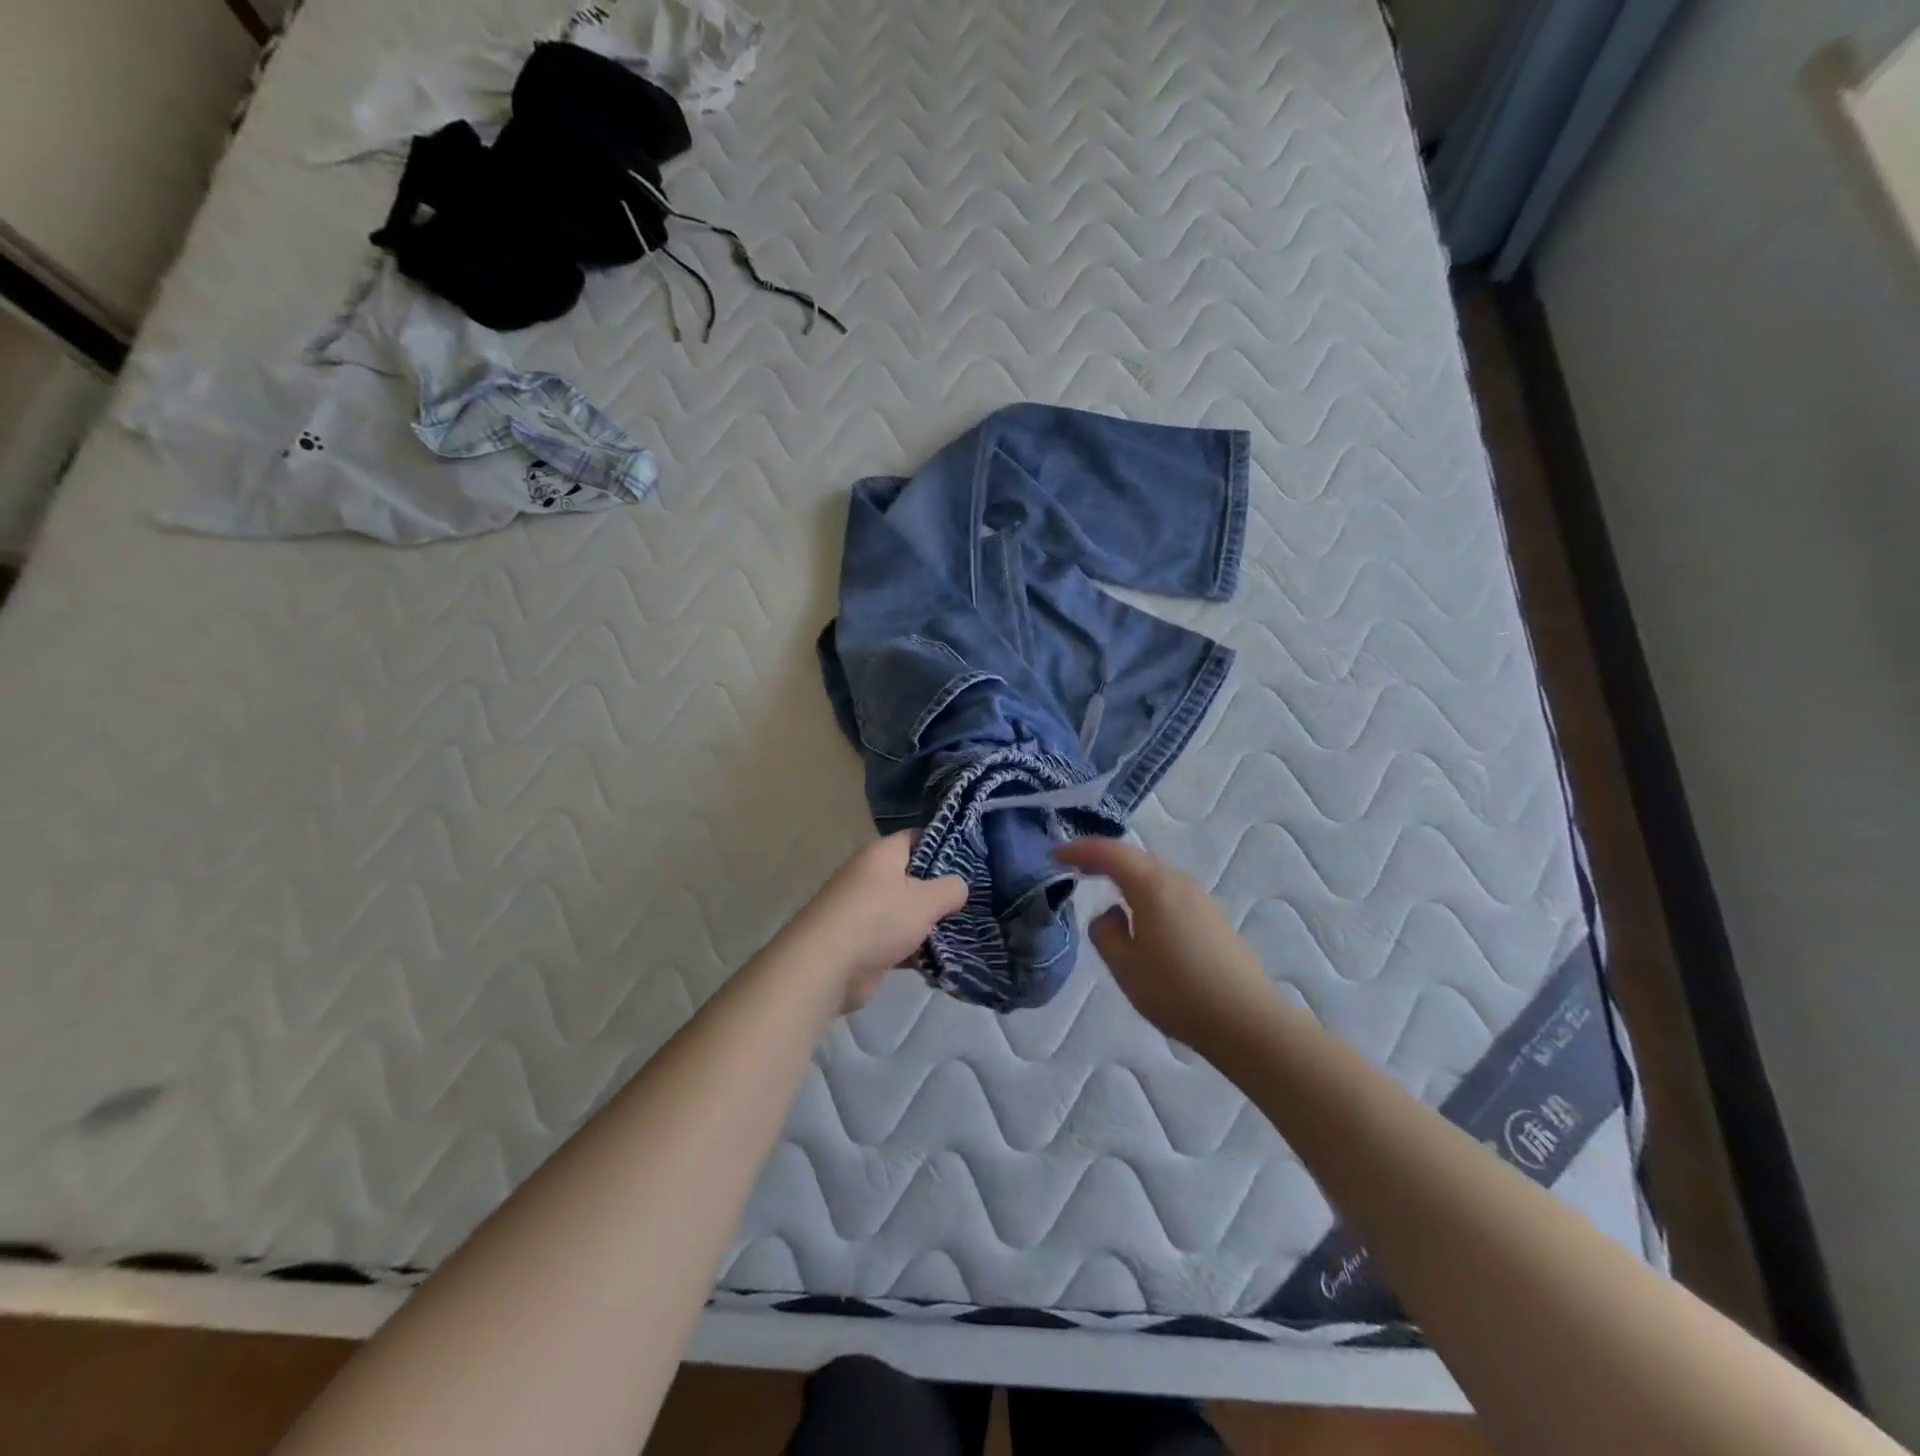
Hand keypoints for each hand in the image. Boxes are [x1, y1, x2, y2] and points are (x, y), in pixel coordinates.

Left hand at [785, 832, 967, 1012]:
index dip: (944, 846)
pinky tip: (942, 960)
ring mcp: (863, 912)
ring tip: (964, 932)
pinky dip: (914, 950)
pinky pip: (896, 941)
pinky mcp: (862, 944)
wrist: (827, 966)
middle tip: (971, 902)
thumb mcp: (926, 899)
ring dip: (929, 925)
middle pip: (912, 878)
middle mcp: (869, 877)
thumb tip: (959, 887)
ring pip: (905, 913)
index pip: (917, 838)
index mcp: (881, 855)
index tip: (970, 862)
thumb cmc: (879, 918)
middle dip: (940, 892)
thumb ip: (950, 889)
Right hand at [1054, 837, 1274, 1052]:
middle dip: (1102, 859)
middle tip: (1074, 865)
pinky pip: (1169, 893)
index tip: (1054, 854)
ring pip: (1154, 875)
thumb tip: (1110, 914)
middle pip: (1135, 858)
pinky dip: (1145, 892)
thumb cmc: (1178, 992)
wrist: (1246, 1021)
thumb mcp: (1125, 966)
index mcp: (1154, 886)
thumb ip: (1105, 933)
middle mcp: (1178, 882)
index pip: (1110, 854)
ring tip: (1103, 886)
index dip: (1080, 850)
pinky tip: (1139, 914)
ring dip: (1126, 876)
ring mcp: (1200, 899)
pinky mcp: (1212, 918)